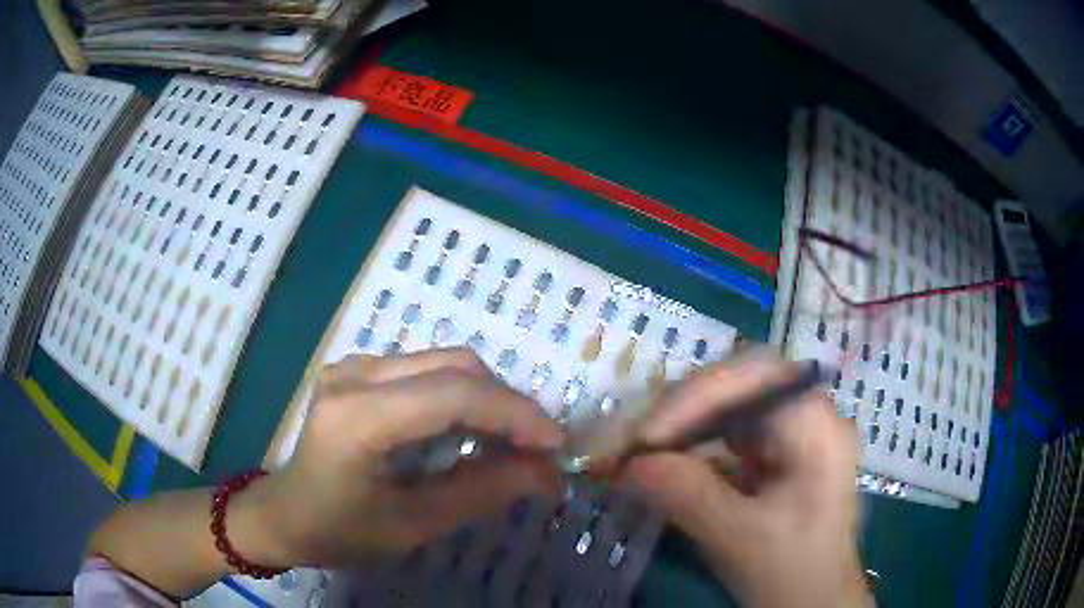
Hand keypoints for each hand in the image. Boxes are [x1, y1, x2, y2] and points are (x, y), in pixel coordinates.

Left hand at [252, 349, 564, 566]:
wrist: (283, 514)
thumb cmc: (339, 531)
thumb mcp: (412, 525)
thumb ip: (481, 493)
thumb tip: (546, 473)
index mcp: (356, 418)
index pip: (452, 394)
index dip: (514, 414)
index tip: (556, 445)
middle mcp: (354, 375)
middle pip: (454, 366)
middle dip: (507, 406)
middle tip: (538, 450)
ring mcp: (354, 365)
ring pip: (445, 362)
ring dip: (488, 399)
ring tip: (512, 443)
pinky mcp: (359, 370)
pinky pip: (427, 371)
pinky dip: (462, 397)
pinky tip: (472, 431)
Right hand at [623, 354, 868, 607]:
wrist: (814, 599)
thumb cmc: (792, 570)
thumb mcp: (739, 537)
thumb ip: (686, 495)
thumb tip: (629, 464)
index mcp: (816, 425)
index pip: (754, 377)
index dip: (695, 398)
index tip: (646, 438)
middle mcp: (806, 415)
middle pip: (738, 386)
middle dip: (681, 411)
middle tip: (633, 443)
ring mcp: (790, 433)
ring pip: (728, 408)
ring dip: (680, 428)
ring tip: (640, 452)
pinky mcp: (774, 455)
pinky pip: (726, 435)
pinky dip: (691, 447)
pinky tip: (665, 464)